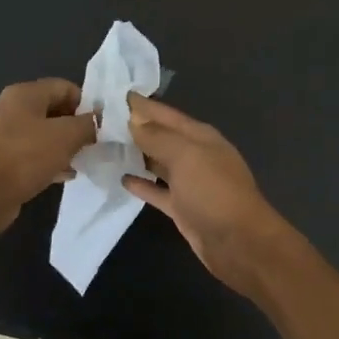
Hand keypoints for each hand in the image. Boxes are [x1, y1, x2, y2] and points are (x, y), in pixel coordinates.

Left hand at [0, 78, 96, 236]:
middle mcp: (11, 109)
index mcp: (24, 94)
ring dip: (65, 145)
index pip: (64, 87)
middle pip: (54, 110)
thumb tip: (98, 121)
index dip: (86, 103)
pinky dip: (50, 161)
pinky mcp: (2, 159)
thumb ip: (88, 124)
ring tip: (83, 159)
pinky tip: (66, 174)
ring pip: (44, 134)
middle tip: (94, 143)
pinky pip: (33, 154)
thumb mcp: (67, 136)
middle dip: (76, 125)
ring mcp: (4, 135)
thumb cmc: (26, 157)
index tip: (101, 125)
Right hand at [123, 94, 294, 297]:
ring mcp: (190, 183)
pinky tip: (121, 178)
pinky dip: (142, 184)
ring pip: (158, 163)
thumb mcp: (186, 156)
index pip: (166, 114)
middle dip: (134, 128)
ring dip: (135, 155)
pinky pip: (158, 191)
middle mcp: (195, 155)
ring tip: (104, 147)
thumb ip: (158, 137)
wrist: (239, 243)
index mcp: (200, 136)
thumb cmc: (214, 192)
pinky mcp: (183, 208)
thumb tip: (134, 120)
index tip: (112, 95)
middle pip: (161, 136)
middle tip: (99, 121)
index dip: (141, 105)